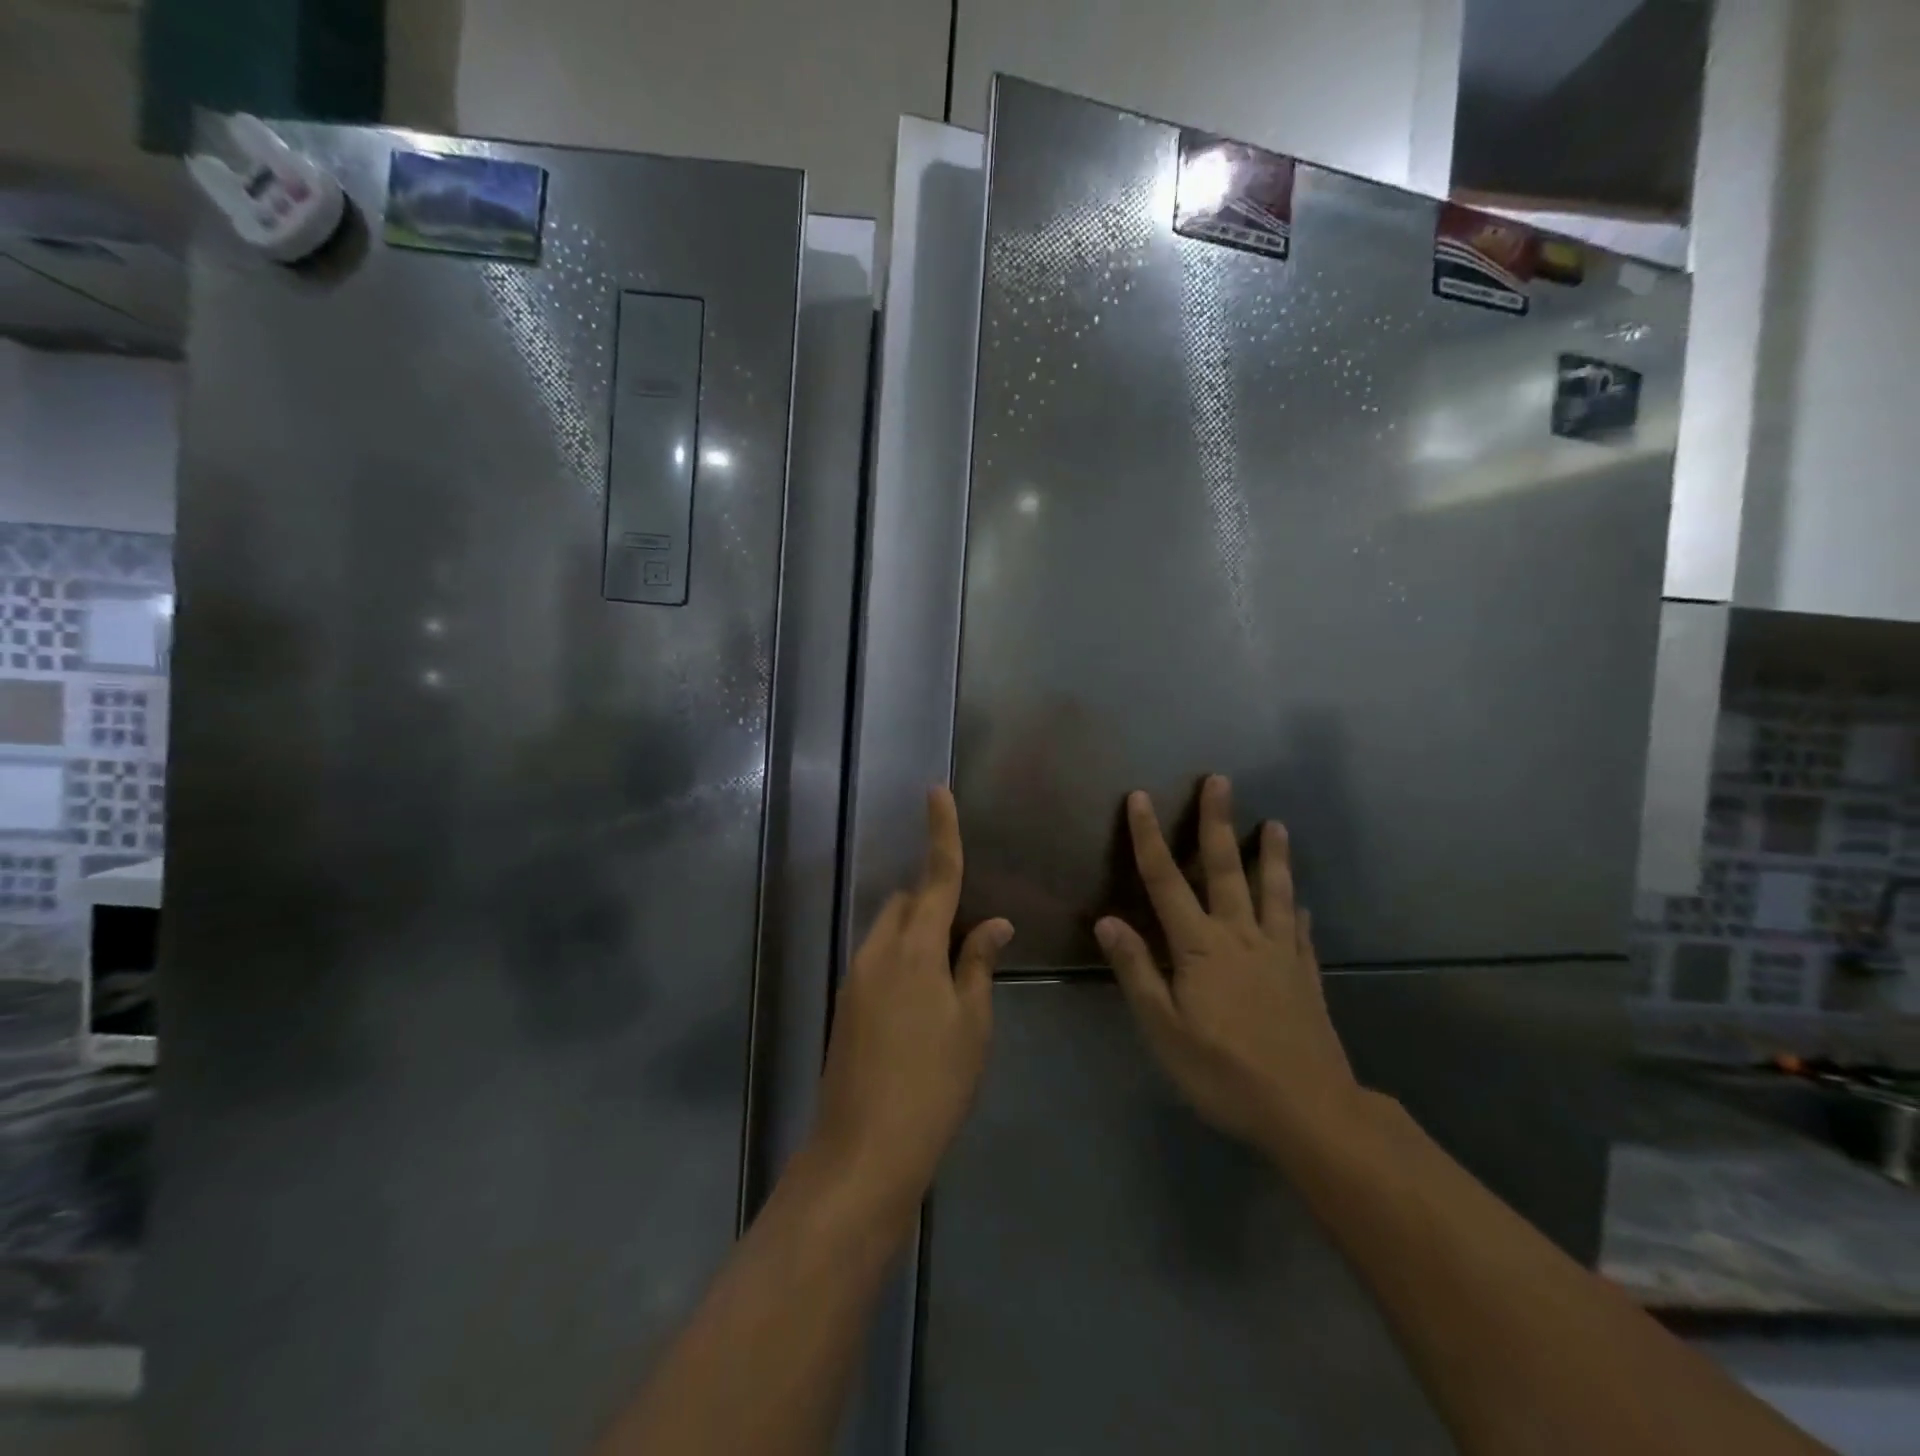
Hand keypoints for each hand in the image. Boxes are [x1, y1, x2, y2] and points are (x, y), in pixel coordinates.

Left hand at [809, 787, 1012, 1224]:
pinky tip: (922, 1002)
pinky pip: (878, 958)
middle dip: (934, 900)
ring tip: (949, 975)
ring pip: (890, 930)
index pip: (936, 877)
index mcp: (915, 949)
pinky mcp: (845, 1003)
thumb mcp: (972, 1025)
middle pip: (908, 902)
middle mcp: (878, 951)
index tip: (937, 792)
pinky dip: (902, 958)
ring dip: (918, 932)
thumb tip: (994, 924)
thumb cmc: (934, 1085)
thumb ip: (978, 965)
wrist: (863, 1150)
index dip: (941, 832)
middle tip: (968, 936)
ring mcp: (855, 976)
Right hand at [1096, 776, 1360, 1151]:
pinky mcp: (1306, 977)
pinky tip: (1305, 905)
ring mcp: (1280, 954)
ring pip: (1275, 893)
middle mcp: (1241, 937)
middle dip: (1218, 823)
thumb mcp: (1164, 1029)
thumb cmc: (1224, 1072)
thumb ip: (1137, 970)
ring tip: (1277, 825)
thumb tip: (1107, 920)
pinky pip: (1301, 933)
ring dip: (1273, 856)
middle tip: (1220, 781)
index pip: (1166, 881)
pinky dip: (1299, 912)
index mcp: (1201, 947)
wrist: (1309, 1111)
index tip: (1140, 798)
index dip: (1149, 837)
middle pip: (1227, 870)